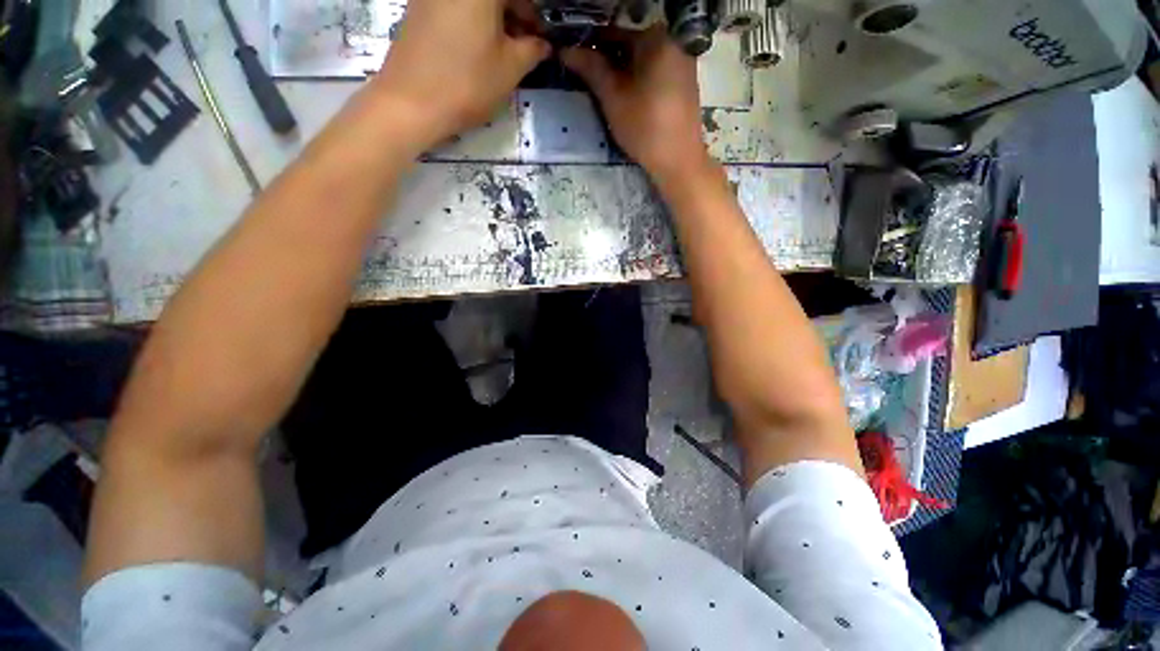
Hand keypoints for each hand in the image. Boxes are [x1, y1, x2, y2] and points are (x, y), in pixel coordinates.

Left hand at [372, 0, 549, 151]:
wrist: (412, 103)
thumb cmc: (468, 83)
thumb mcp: (510, 69)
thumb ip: (532, 50)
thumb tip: (542, 44)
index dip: (533, 14)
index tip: (540, 37)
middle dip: (515, 13)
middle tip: (526, 44)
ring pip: (474, 2)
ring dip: (495, 18)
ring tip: (504, 50)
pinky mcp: (418, 6)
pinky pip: (455, 6)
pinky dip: (473, 19)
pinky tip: (479, 47)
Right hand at [562, 29, 710, 185]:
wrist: (678, 161)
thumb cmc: (644, 127)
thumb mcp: (613, 98)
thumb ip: (591, 69)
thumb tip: (566, 50)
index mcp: (656, 39)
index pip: (614, 33)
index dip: (591, 46)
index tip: (576, 61)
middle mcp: (674, 43)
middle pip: (631, 45)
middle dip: (609, 61)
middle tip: (590, 80)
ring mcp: (683, 64)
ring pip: (644, 61)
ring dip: (623, 72)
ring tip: (607, 93)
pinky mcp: (686, 85)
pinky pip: (657, 73)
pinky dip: (640, 81)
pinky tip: (629, 101)